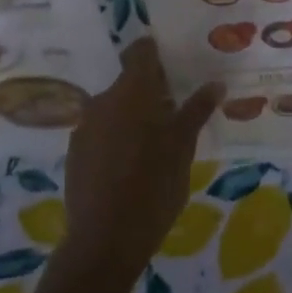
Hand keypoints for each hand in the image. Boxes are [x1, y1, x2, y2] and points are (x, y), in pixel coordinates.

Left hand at [60, 39, 221, 279]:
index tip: (177, 64)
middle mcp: (103, 101)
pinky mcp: (75, 153)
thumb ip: (196, 111)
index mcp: (131, 92)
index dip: (157, 53)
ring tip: (158, 141)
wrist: (104, 240)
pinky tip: (134, 164)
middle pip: (129, 82)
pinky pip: (102, 132)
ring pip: (115, 108)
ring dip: (135, 115)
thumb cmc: (153, 186)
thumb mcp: (183, 147)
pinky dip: (119, 137)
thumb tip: (215, 84)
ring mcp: (85, 127)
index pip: (140, 52)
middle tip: (178, 110)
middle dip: (152, 91)